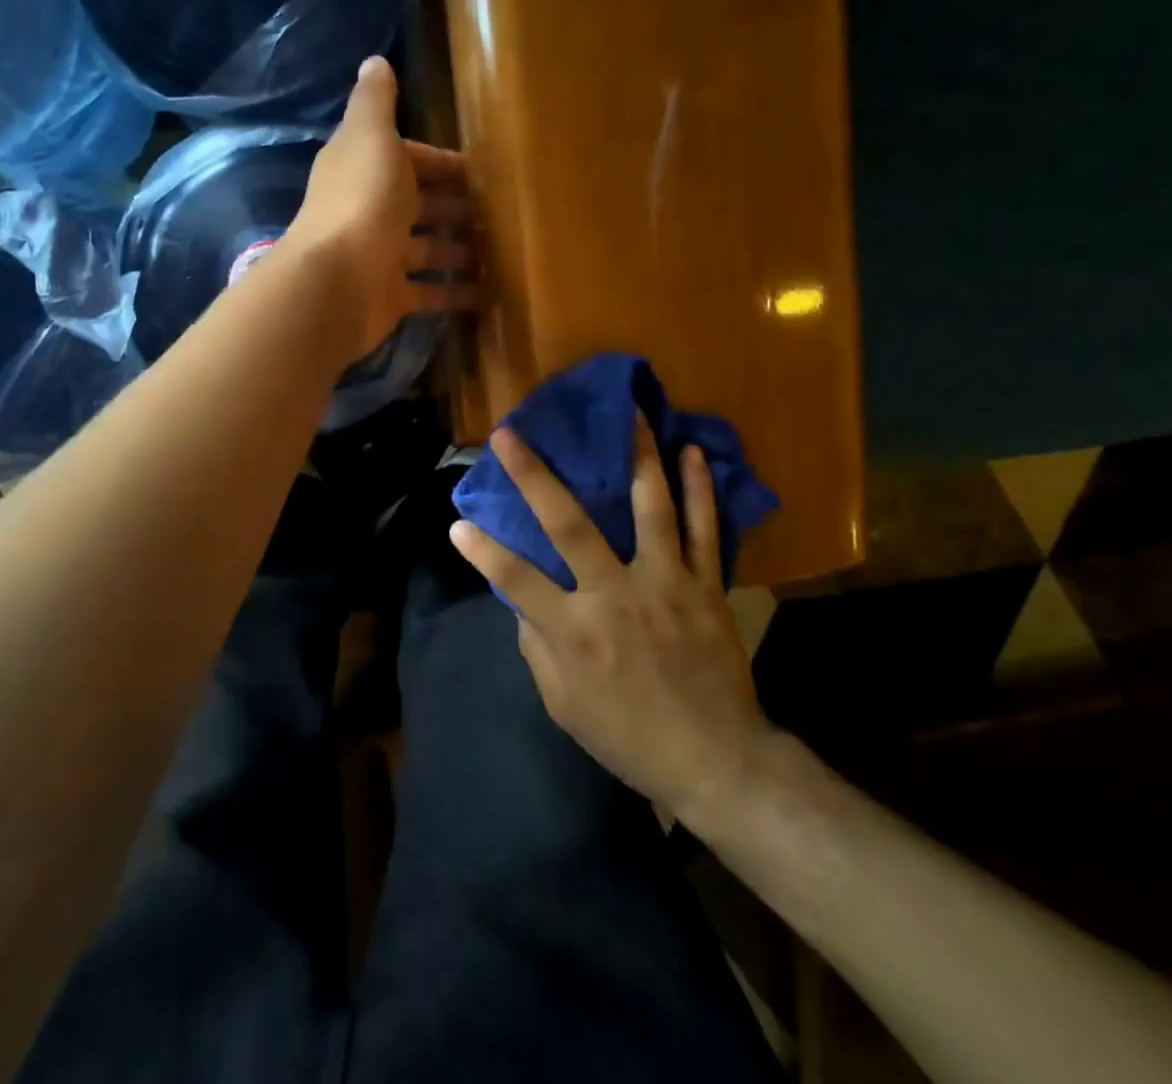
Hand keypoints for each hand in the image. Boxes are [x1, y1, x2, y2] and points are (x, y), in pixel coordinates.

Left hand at [286, 57, 478, 358]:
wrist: (337, 283)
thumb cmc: (362, 203)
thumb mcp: (372, 138)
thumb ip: (376, 102)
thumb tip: (374, 61)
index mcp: (363, 170)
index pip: (407, 160)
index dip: (439, 162)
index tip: (479, 170)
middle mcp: (368, 212)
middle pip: (417, 206)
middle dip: (453, 208)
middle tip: (497, 214)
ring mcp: (379, 257)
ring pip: (425, 251)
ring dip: (457, 251)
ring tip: (499, 253)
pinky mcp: (389, 298)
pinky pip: (429, 294)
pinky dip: (455, 294)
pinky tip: (488, 294)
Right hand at [450, 417, 773, 821]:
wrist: (715, 759)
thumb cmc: (630, 737)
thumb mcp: (565, 707)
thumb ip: (539, 650)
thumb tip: (523, 604)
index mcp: (575, 631)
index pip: (515, 580)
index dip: (482, 550)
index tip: (456, 522)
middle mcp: (615, 594)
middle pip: (568, 525)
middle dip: (533, 476)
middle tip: (510, 434)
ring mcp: (664, 583)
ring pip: (649, 508)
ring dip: (636, 457)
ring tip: (628, 412)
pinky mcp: (704, 585)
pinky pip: (704, 529)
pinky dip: (699, 489)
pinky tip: (691, 452)